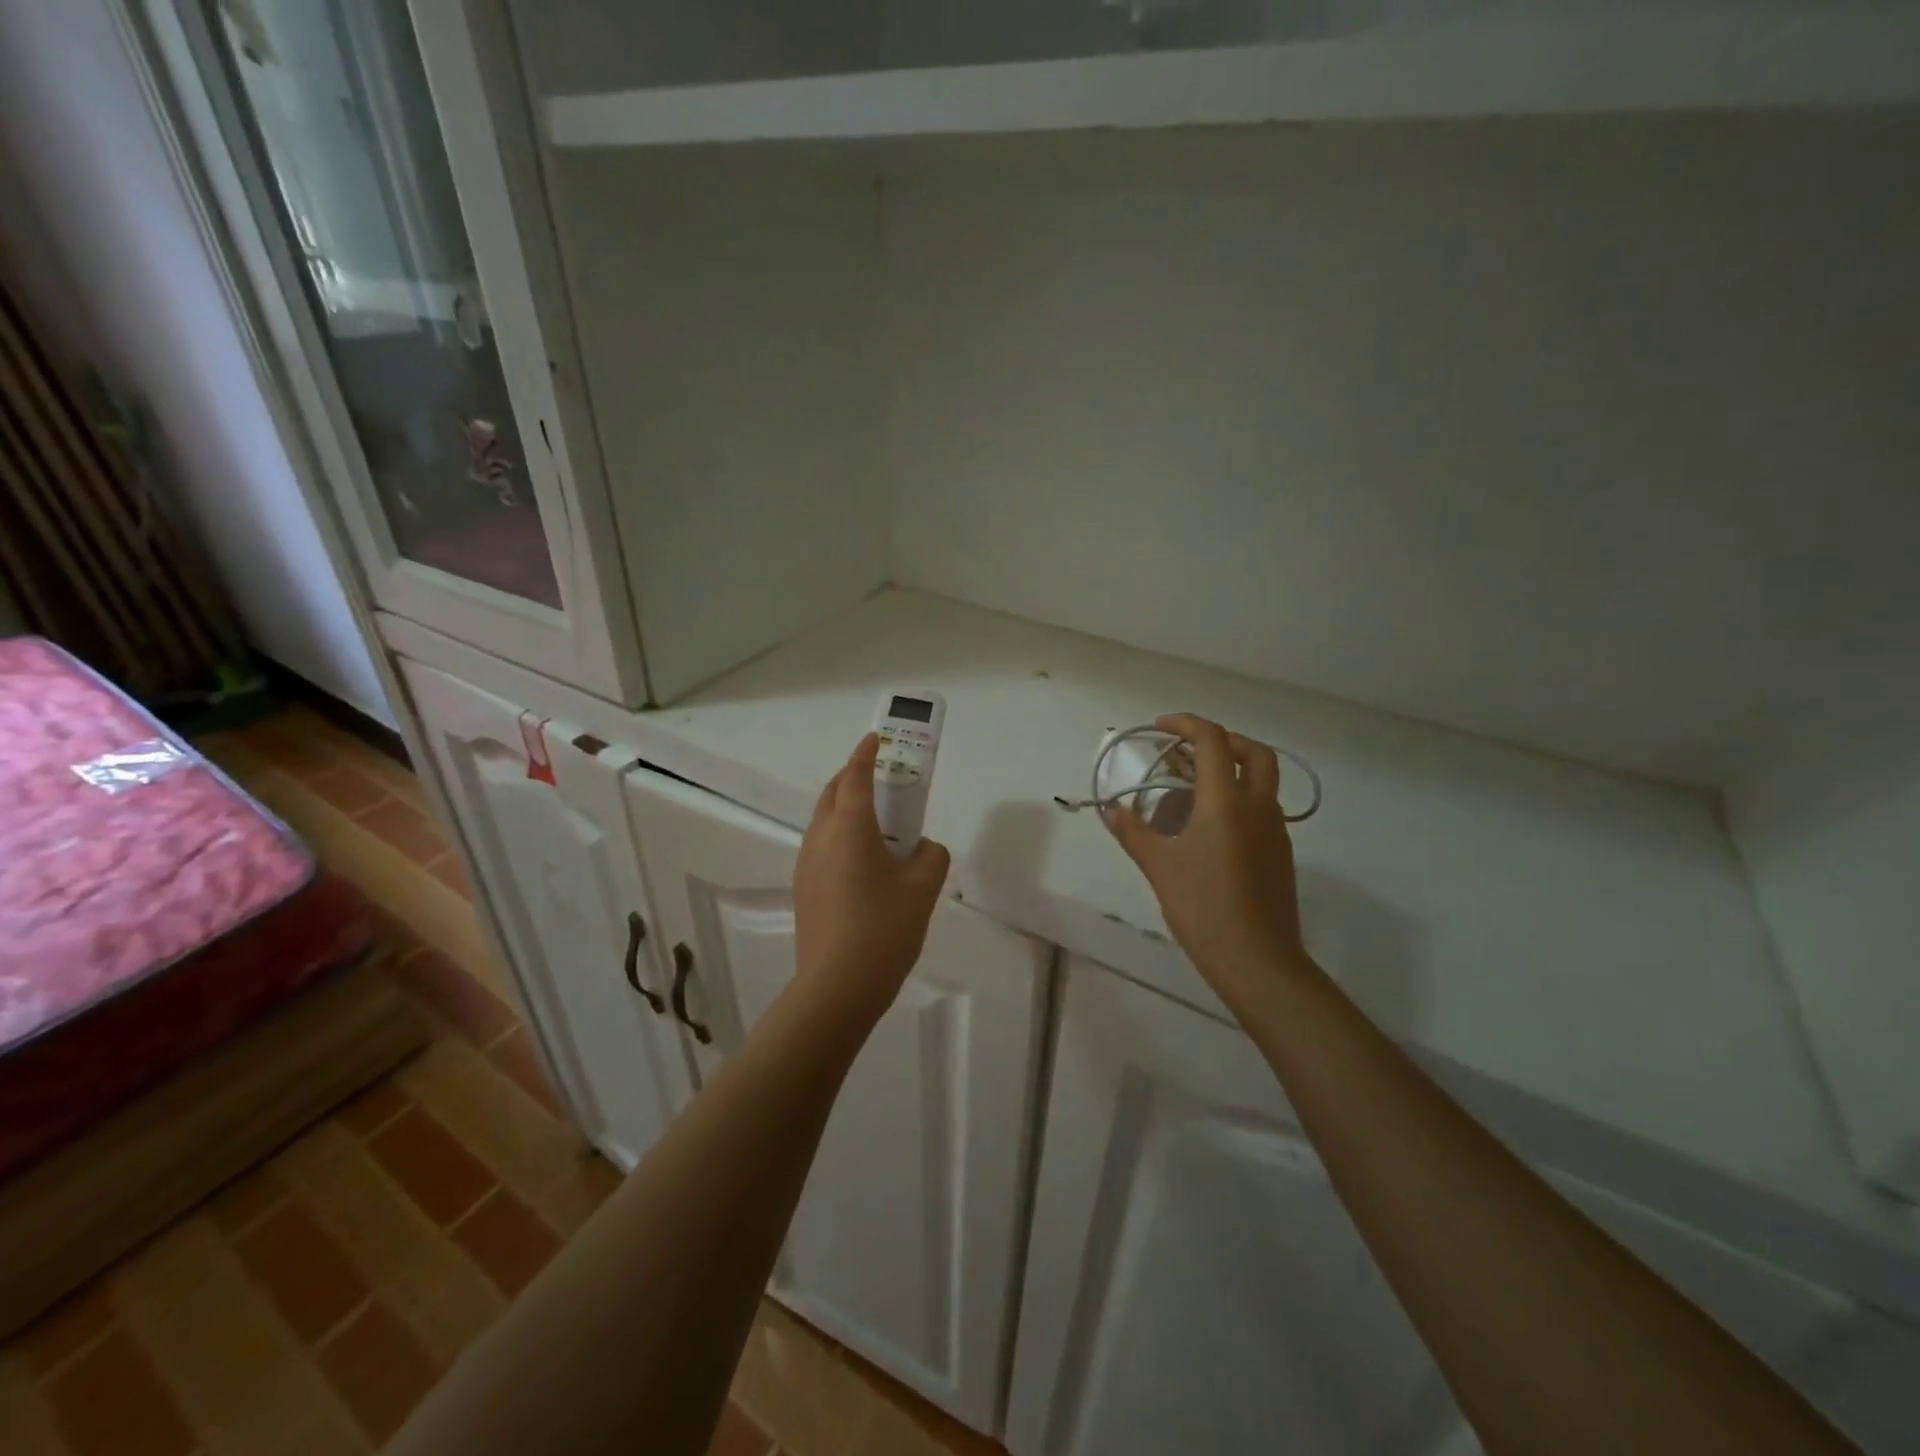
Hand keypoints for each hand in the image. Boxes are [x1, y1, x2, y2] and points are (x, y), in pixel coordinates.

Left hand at [793, 733, 951, 1019]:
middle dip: (854, 777)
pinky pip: (822, 846)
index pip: (856, 775)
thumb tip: (923, 849)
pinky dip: (841, 835)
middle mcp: (821, 836)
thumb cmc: (883, 928)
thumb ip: (931, 857)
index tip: (876, 738)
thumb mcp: (923, 888)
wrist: (836, 986)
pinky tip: (864, 862)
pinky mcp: (804, 888)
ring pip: (824, 820)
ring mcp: (806, 863)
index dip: (866, 753)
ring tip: (878, 823)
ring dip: (846, 808)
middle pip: (833, 792)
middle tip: (882, 779)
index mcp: (850, 826)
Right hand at [1104, 714, 1306, 1004]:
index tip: (1161, 727)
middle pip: (1255, 751)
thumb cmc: (1203, 908)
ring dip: (1235, 768)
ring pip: (1264, 779)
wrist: (1257, 960)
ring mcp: (1275, 829)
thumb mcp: (1159, 867)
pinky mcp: (1281, 852)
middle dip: (1223, 740)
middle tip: (1191, 752)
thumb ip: (1134, 832)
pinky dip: (1241, 797)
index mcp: (1225, 802)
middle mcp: (1257, 806)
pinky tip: (1213, 826)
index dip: (1187, 724)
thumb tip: (1111, 810)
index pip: (1213, 741)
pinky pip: (1264, 807)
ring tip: (1196, 787)